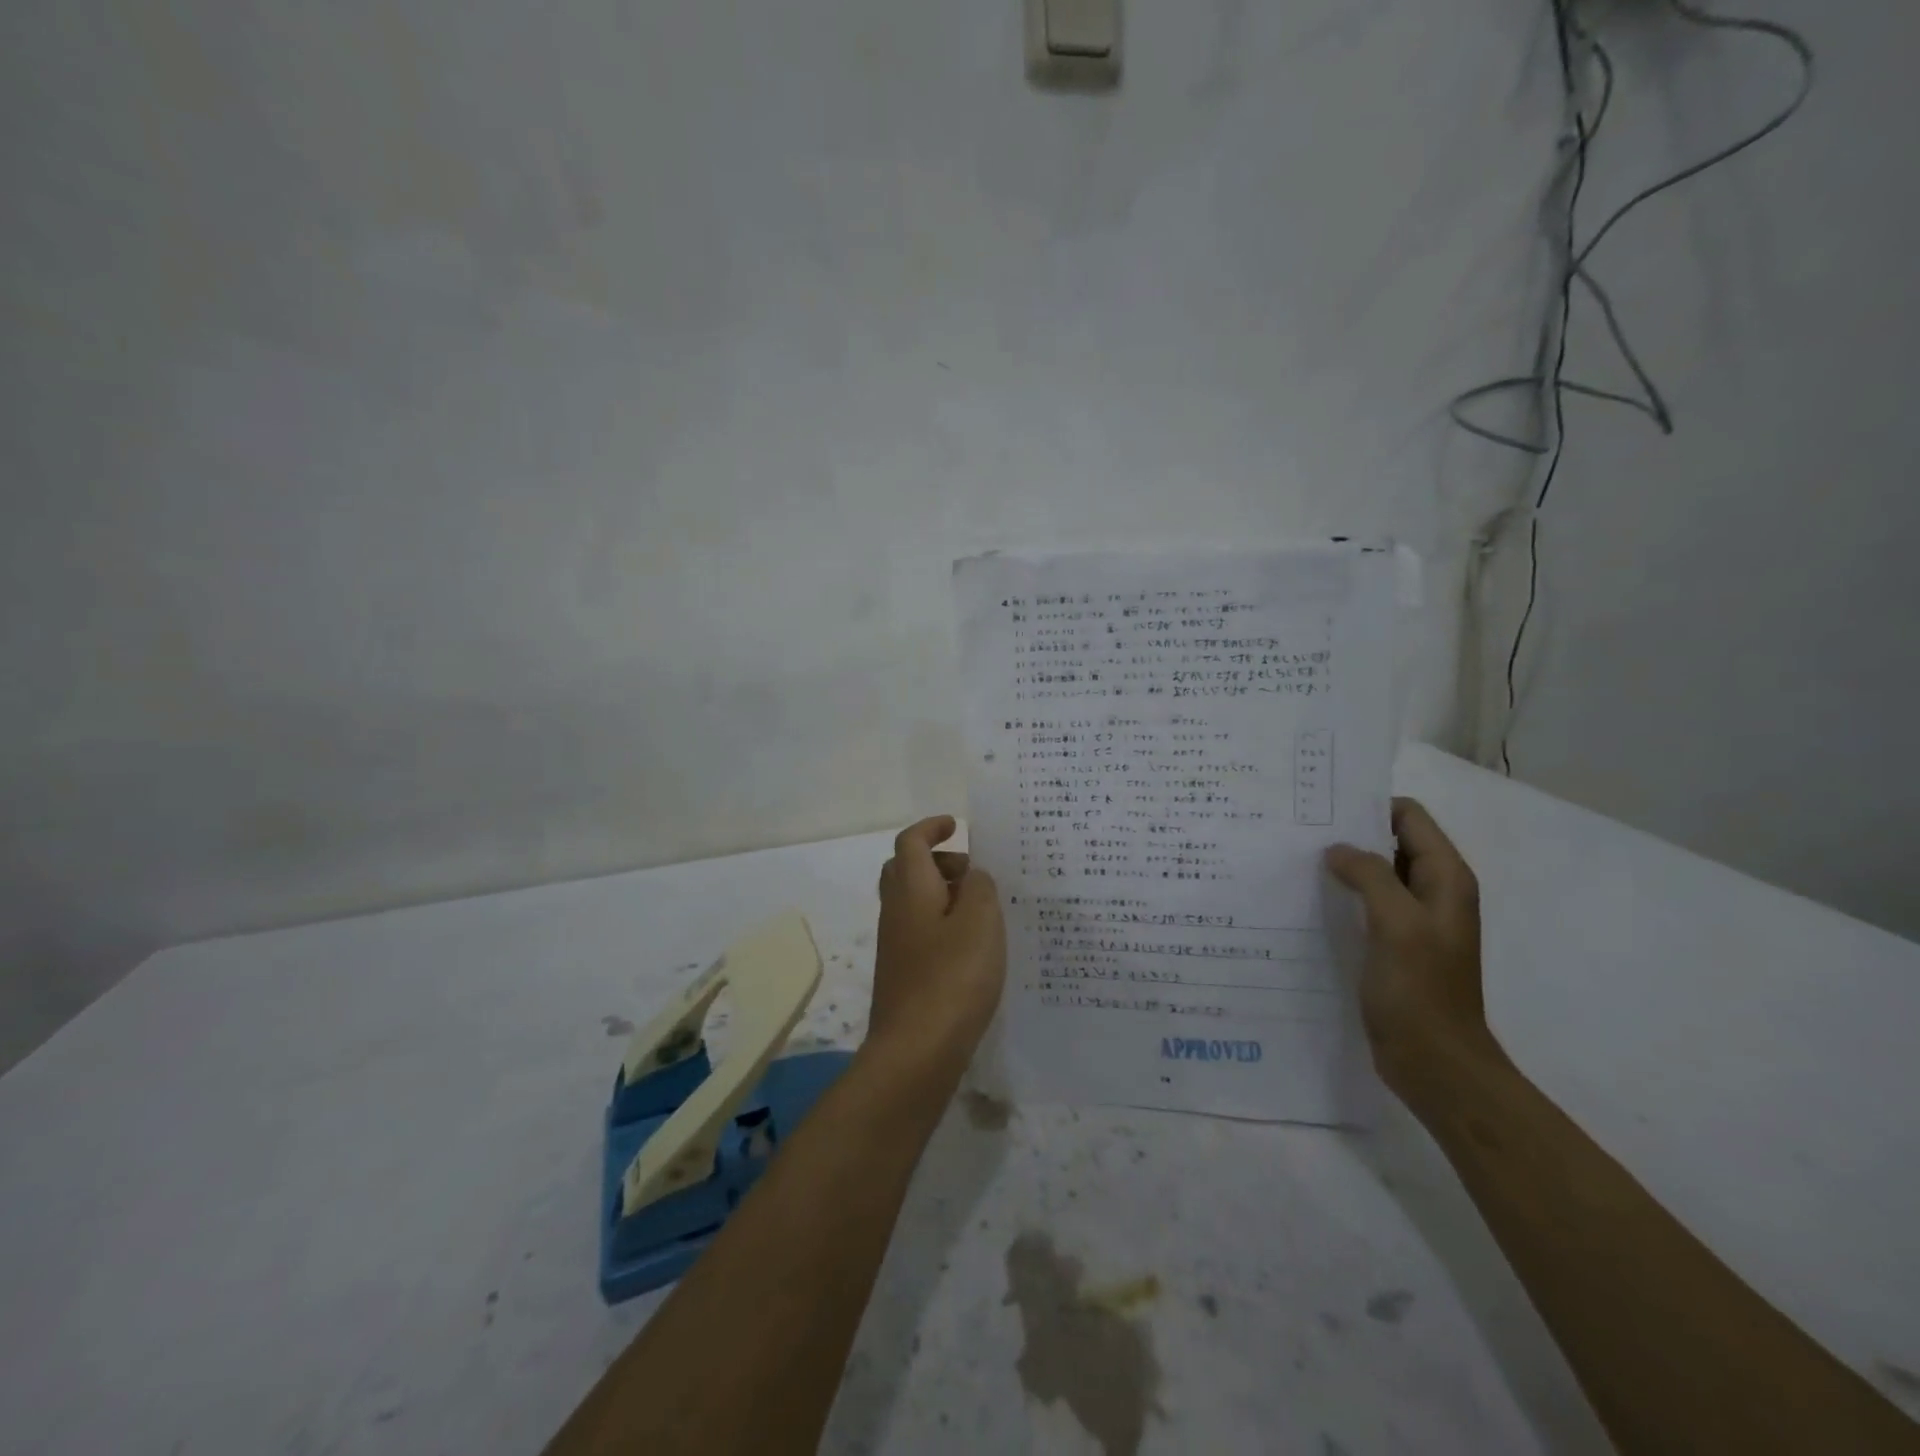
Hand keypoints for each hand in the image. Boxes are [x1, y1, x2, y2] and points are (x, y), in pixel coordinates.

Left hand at [868, 816, 1006, 1075]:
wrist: (915, 1051)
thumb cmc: (951, 978)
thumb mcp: (980, 921)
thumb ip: (980, 888)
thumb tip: (972, 876)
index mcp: (911, 890)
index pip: (911, 842)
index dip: (931, 827)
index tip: (957, 826)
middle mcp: (896, 912)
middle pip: (906, 870)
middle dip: (939, 861)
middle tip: (973, 873)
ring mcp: (896, 946)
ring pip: (915, 903)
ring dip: (944, 896)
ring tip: (985, 912)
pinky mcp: (904, 974)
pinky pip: (922, 933)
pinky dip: (945, 926)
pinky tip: (974, 948)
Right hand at [1326, 797, 1502, 1096]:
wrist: (1435, 1063)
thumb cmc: (1420, 990)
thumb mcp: (1396, 923)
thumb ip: (1369, 875)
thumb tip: (1337, 850)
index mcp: (1444, 879)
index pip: (1408, 817)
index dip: (1369, 806)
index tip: (1321, 809)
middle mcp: (1431, 892)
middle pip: (1389, 841)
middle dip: (1348, 833)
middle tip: (1298, 832)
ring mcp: (1412, 920)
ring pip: (1374, 874)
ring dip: (1342, 865)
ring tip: (1295, 861)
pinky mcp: (1392, 944)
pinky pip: (1365, 904)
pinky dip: (1341, 895)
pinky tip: (1307, 900)